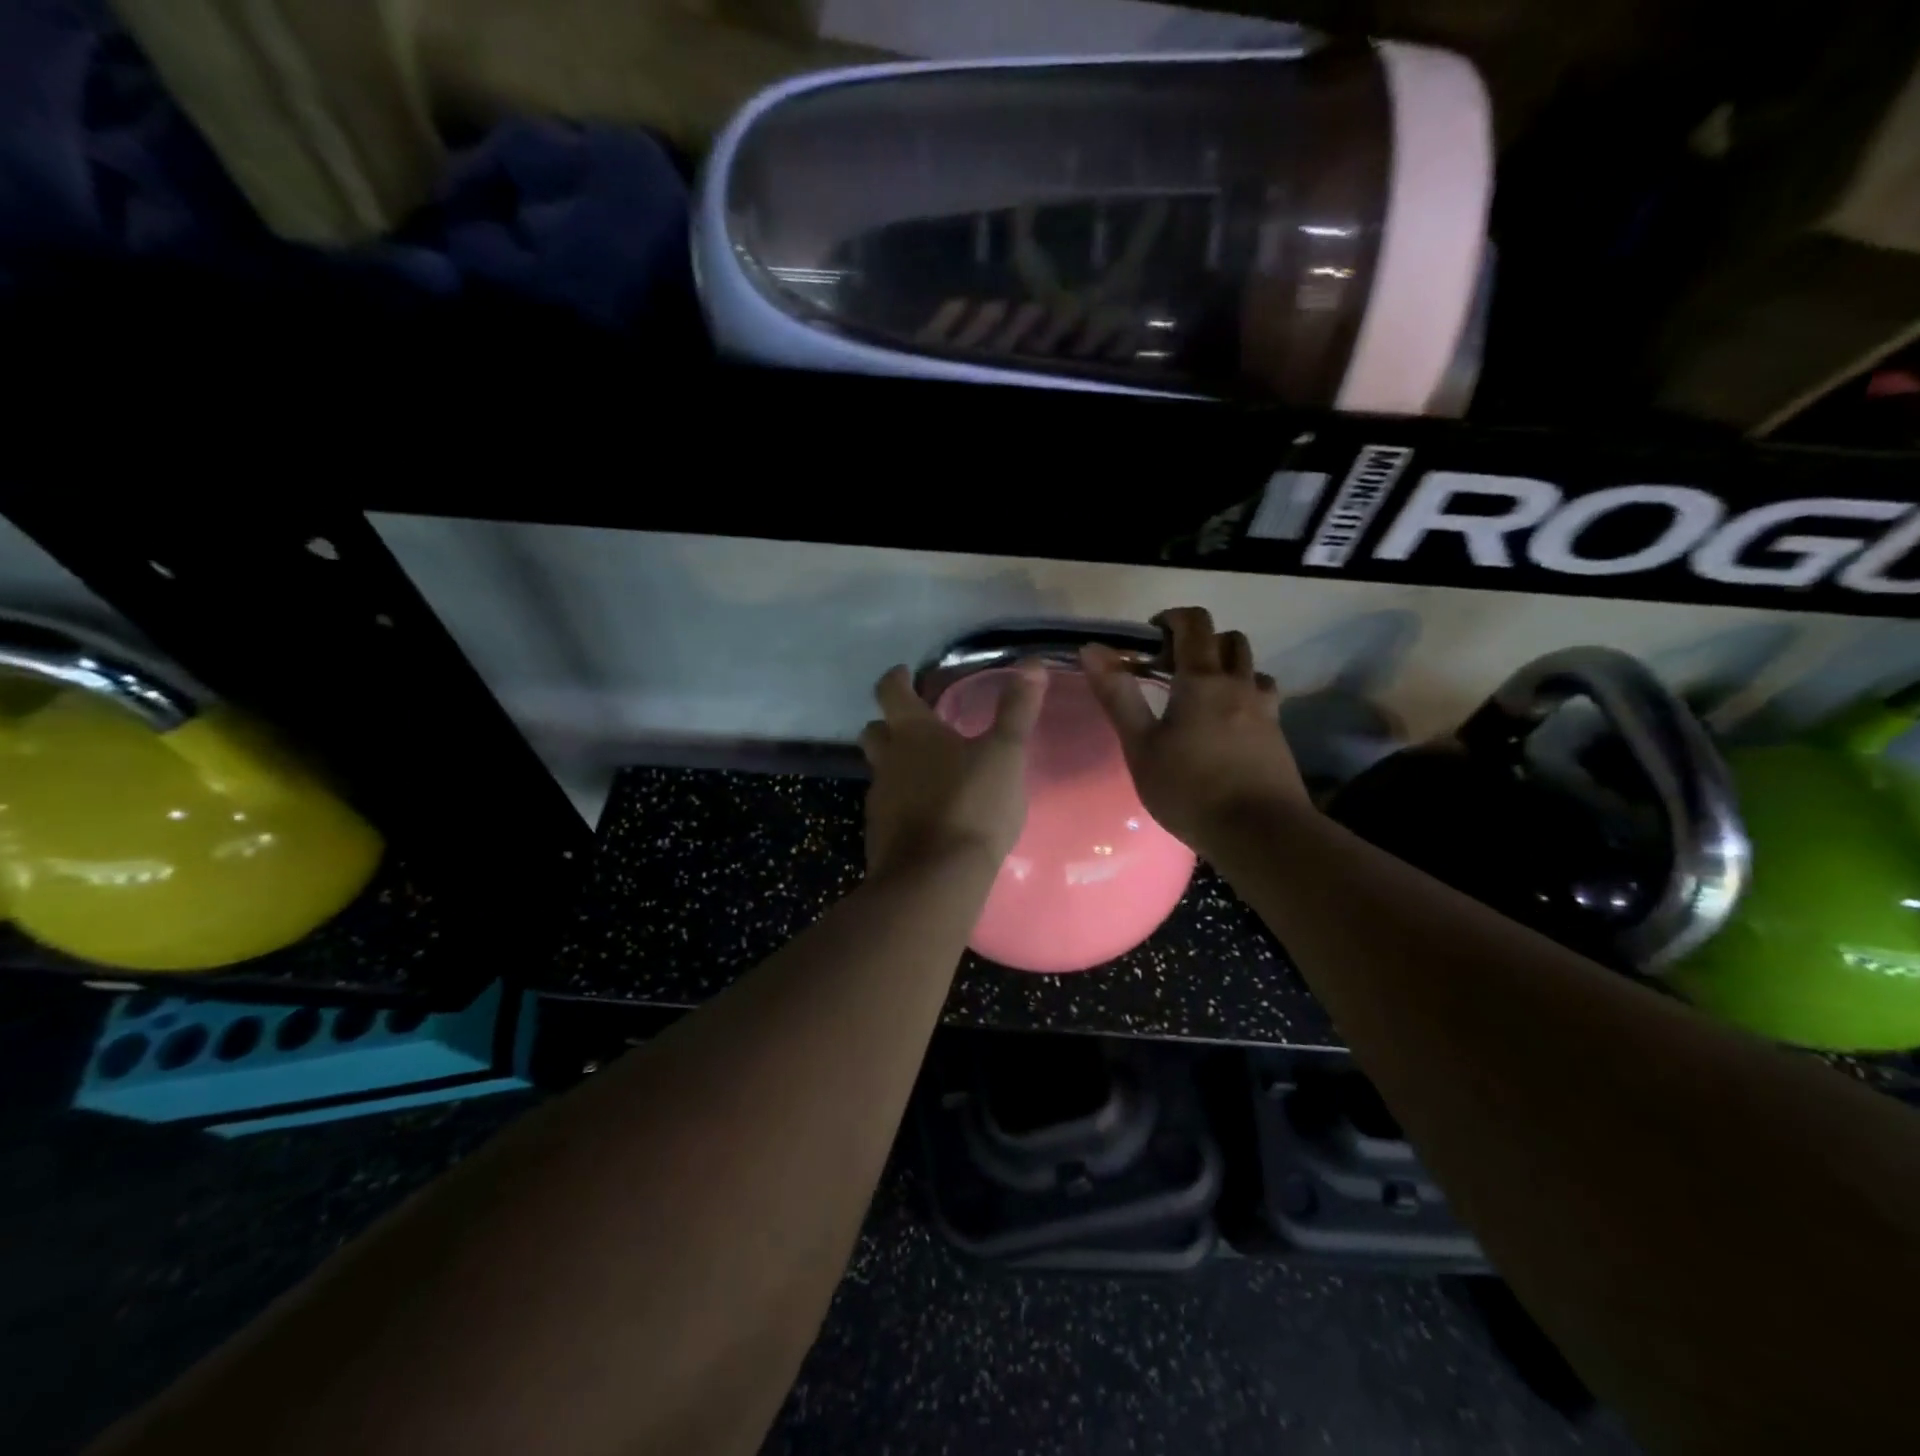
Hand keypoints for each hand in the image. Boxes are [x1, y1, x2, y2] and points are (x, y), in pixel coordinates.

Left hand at [859, 663, 1048, 878]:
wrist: (935, 879)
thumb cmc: (972, 805)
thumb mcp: (1005, 755)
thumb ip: (1017, 711)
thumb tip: (1032, 664)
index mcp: (913, 733)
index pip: (891, 692)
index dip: (897, 679)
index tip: (905, 673)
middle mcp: (888, 762)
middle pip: (875, 732)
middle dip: (890, 724)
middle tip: (915, 726)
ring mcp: (880, 801)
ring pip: (881, 773)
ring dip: (898, 767)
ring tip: (929, 774)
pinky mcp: (881, 836)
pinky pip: (889, 809)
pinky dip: (904, 804)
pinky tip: (929, 816)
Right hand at [1081, 607, 1308, 855]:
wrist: (1260, 833)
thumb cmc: (1190, 789)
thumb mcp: (1141, 746)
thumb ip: (1118, 696)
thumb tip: (1091, 649)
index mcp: (1203, 680)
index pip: (1194, 624)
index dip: (1171, 618)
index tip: (1149, 637)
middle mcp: (1240, 684)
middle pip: (1229, 639)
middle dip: (1200, 642)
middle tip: (1171, 670)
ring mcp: (1266, 710)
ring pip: (1251, 668)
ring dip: (1227, 668)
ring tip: (1201, 697)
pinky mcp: (1278, 736)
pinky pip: (1262, 698)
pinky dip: (1242, 696)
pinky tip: (1225, 727)